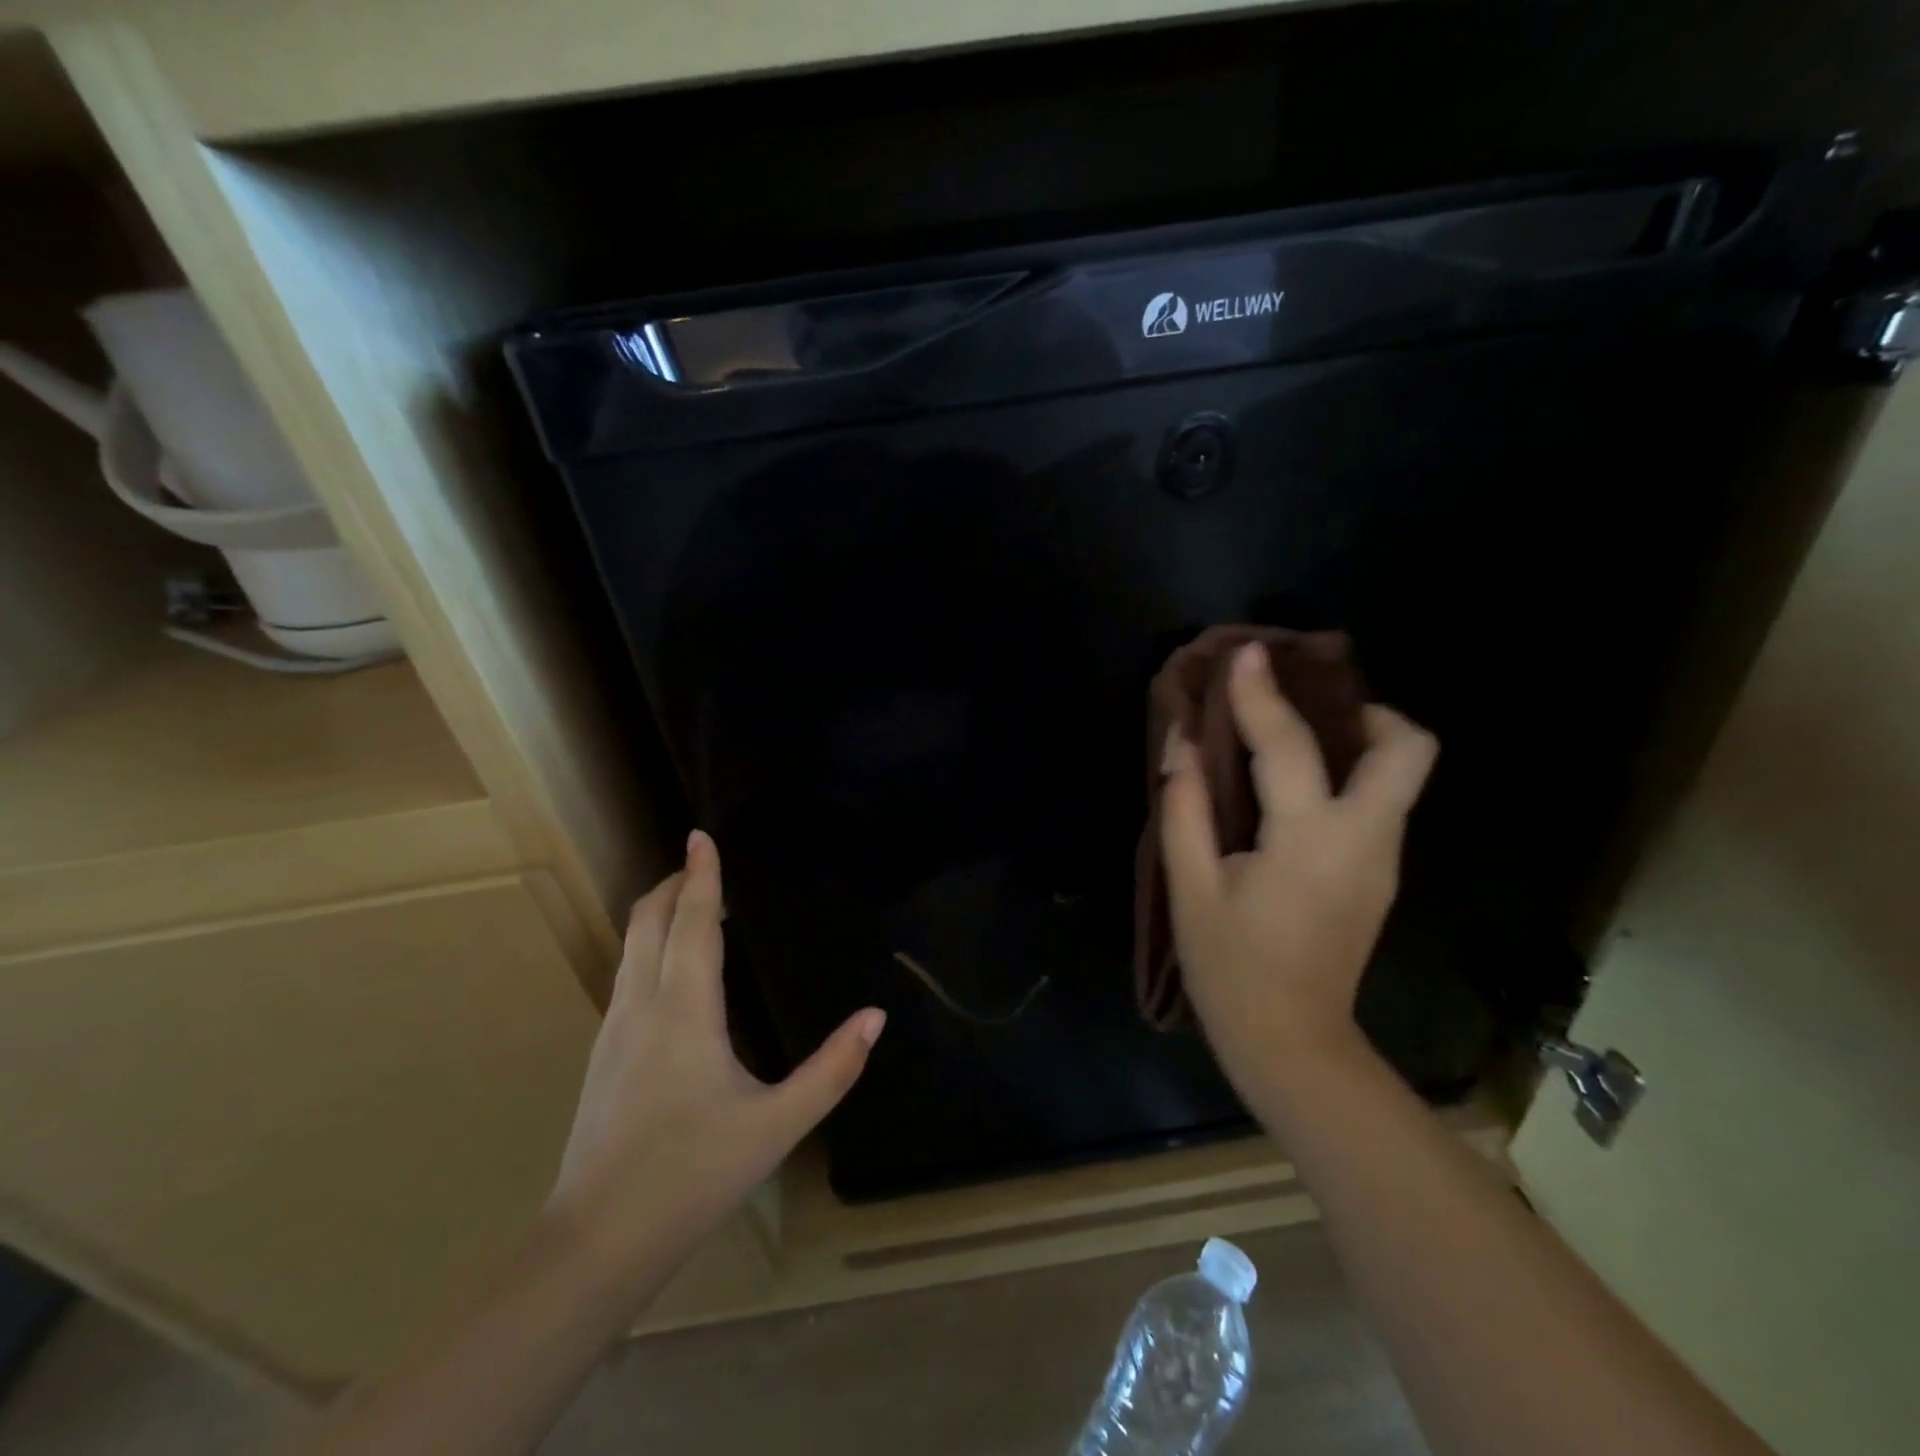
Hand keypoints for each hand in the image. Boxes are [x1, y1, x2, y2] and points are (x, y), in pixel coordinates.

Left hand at [547, 830, 884, 1293]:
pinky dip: (649, 947)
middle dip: (672, 885)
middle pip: (648, 921)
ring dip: (658, 914)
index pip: (690, 922)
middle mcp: (642, 1005)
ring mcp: (613, 1029)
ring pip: (631, 947)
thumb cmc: (693, 1174)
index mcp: (685, 1010)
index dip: (700, 876)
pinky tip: (673, 971)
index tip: (701, 836)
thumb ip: (832, 1068)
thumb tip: (875, 1017)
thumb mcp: (778, 1125)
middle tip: (702, 865)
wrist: (598, 1240)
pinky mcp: (603, 1053)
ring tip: (691, 907)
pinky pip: (627, 974)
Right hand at [1160, 641, 1436, 1101]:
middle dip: (1365, 711)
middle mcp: (1366, 838)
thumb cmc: (1230, 966)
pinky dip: (1346, 776)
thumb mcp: (1191, 887)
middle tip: (1306, 708)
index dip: (1263, 694)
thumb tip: (1185, 744)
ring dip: (1354, 740)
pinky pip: (1376, 802)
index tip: (1247, 653)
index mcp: (1311, 840)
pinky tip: (1293, 792)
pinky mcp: (1380, 875)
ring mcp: (1383, 859)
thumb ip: (1186, 807)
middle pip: (1408, 748)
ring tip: (1291, 739)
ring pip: (1399, 774)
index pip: (1292, 746)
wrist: (1291, 1042)